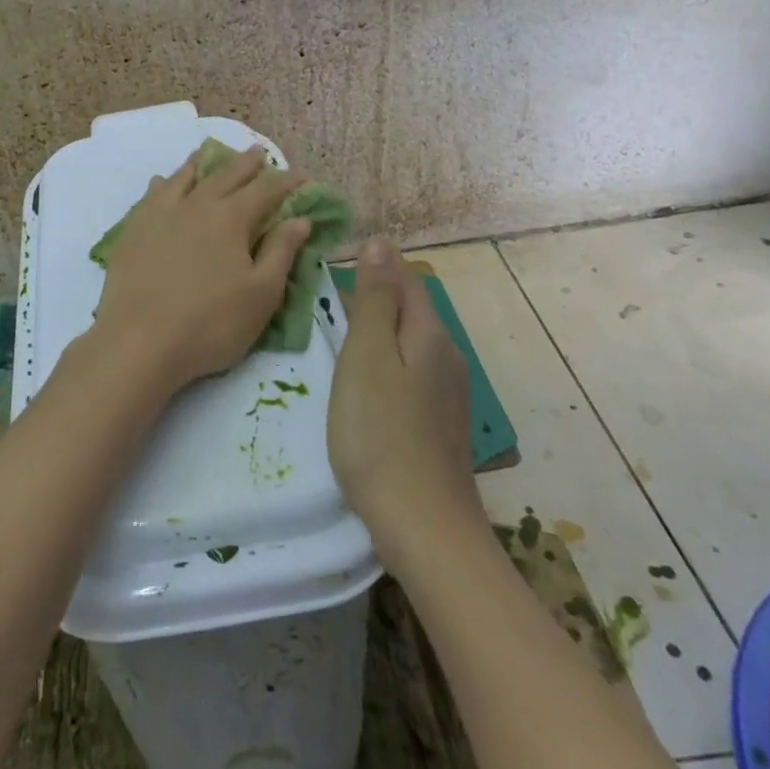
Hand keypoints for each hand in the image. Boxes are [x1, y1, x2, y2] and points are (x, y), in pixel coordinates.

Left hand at [90, 145, 311, 400]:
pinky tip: (162, 182)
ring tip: (209, 154)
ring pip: (184, 177)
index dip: (286, 182)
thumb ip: (281, 252)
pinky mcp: (133, 229)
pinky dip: (164, 183)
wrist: (139, 341)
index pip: (265, 190)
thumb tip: (299, 218)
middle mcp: (195, 204)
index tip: (301, 178)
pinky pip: (151, 194)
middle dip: (246, 163)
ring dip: (202, 163)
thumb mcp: (261, 295)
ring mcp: (159, 213)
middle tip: (259, 154)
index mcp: (230, 218)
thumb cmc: (210, 324)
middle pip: (225, 175)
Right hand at [329, 239, 482, 571]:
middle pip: (409, 310)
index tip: (329, 271)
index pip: (404, 279)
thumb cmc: (380, 432)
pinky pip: (409, 374)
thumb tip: (381, 242)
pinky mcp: (439, 422)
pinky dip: (384, 366)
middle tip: (322, 307)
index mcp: (429, 333)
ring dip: (376, 335)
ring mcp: (447, 393)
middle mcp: (446, 356)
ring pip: (408, 344)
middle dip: (371, 300)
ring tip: (335, 343)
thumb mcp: (367, 355)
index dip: (372, 268)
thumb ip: (375, 298)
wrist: (423, 526)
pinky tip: (362, 387)